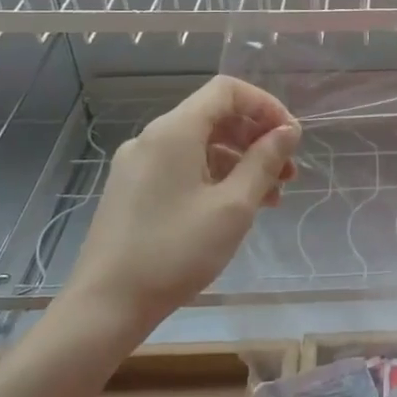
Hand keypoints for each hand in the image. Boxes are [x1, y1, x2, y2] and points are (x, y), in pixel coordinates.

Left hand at [64, 76, 300, 331]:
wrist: (105, 305)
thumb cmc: (175, 251)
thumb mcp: (233, 206)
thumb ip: (264, 162)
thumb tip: (288, 131)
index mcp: (174, 131)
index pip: (226, 90)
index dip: (265, 105)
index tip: (290, 138)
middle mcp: (152, 138)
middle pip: (215, 116)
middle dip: (257, 138)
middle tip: (288, 174)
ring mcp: (138, 164)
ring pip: (201, 145)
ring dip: (240, 162)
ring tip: (270, 199)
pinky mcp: (133, 189)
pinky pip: (183, 167)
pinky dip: (215, 177)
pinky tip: (235, 209)